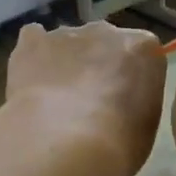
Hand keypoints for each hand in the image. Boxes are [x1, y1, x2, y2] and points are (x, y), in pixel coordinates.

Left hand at [7, 21, 166, 175]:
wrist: (64, 143)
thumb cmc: (117, 143)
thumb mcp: (144, 128)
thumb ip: (135, 104)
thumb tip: (118, 106)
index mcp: (143, 48)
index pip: (142, 55)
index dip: (132, 79)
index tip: (123, 103)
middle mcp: (107, 32)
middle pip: (104, 43)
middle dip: (98, 66)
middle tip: (90, 104)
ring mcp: (66, 34)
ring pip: (68, 43)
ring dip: (65, 64)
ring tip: (55, 102)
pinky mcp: (31, 43)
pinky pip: (33, 40)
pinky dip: (33, 57)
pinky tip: (31, 81)